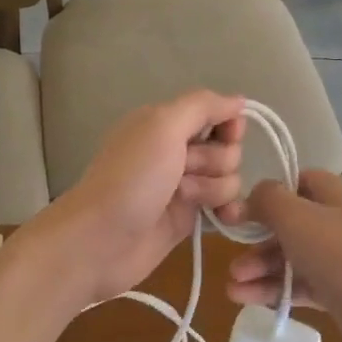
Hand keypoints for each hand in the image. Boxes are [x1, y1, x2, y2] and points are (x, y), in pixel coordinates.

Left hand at [29, 90, 248, 307]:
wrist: (101, 240)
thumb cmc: (131, 178)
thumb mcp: (162, 125)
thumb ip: (203, 106)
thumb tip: (239, 100)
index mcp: (165, 123)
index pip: (217, 114)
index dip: (229, 126)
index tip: (225, 137)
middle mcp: (176, 152)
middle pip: (227, 149)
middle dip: (213, 161)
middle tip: (181, 174)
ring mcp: (183, 187)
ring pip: (228, 179)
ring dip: (212, 188)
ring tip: (181, 199)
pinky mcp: (188, 219)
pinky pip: (225, 207)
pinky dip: (228, 211)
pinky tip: (224, 218)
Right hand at [227, 171, 341, 341]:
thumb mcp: (297, 217)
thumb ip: (267, 200)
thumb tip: (251, 195)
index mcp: (335, 194)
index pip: (297, 182)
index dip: (267, 195)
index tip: (241, 214)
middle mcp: (338, 221)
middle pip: (288, 224)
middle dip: (256, 242)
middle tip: (232, 261)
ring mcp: (339, 258)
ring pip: (291, 257)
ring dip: (260, 270)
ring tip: (233, 288)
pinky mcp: (338, 290)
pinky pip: (300, 285)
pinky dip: (274, 291)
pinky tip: (247, 299)